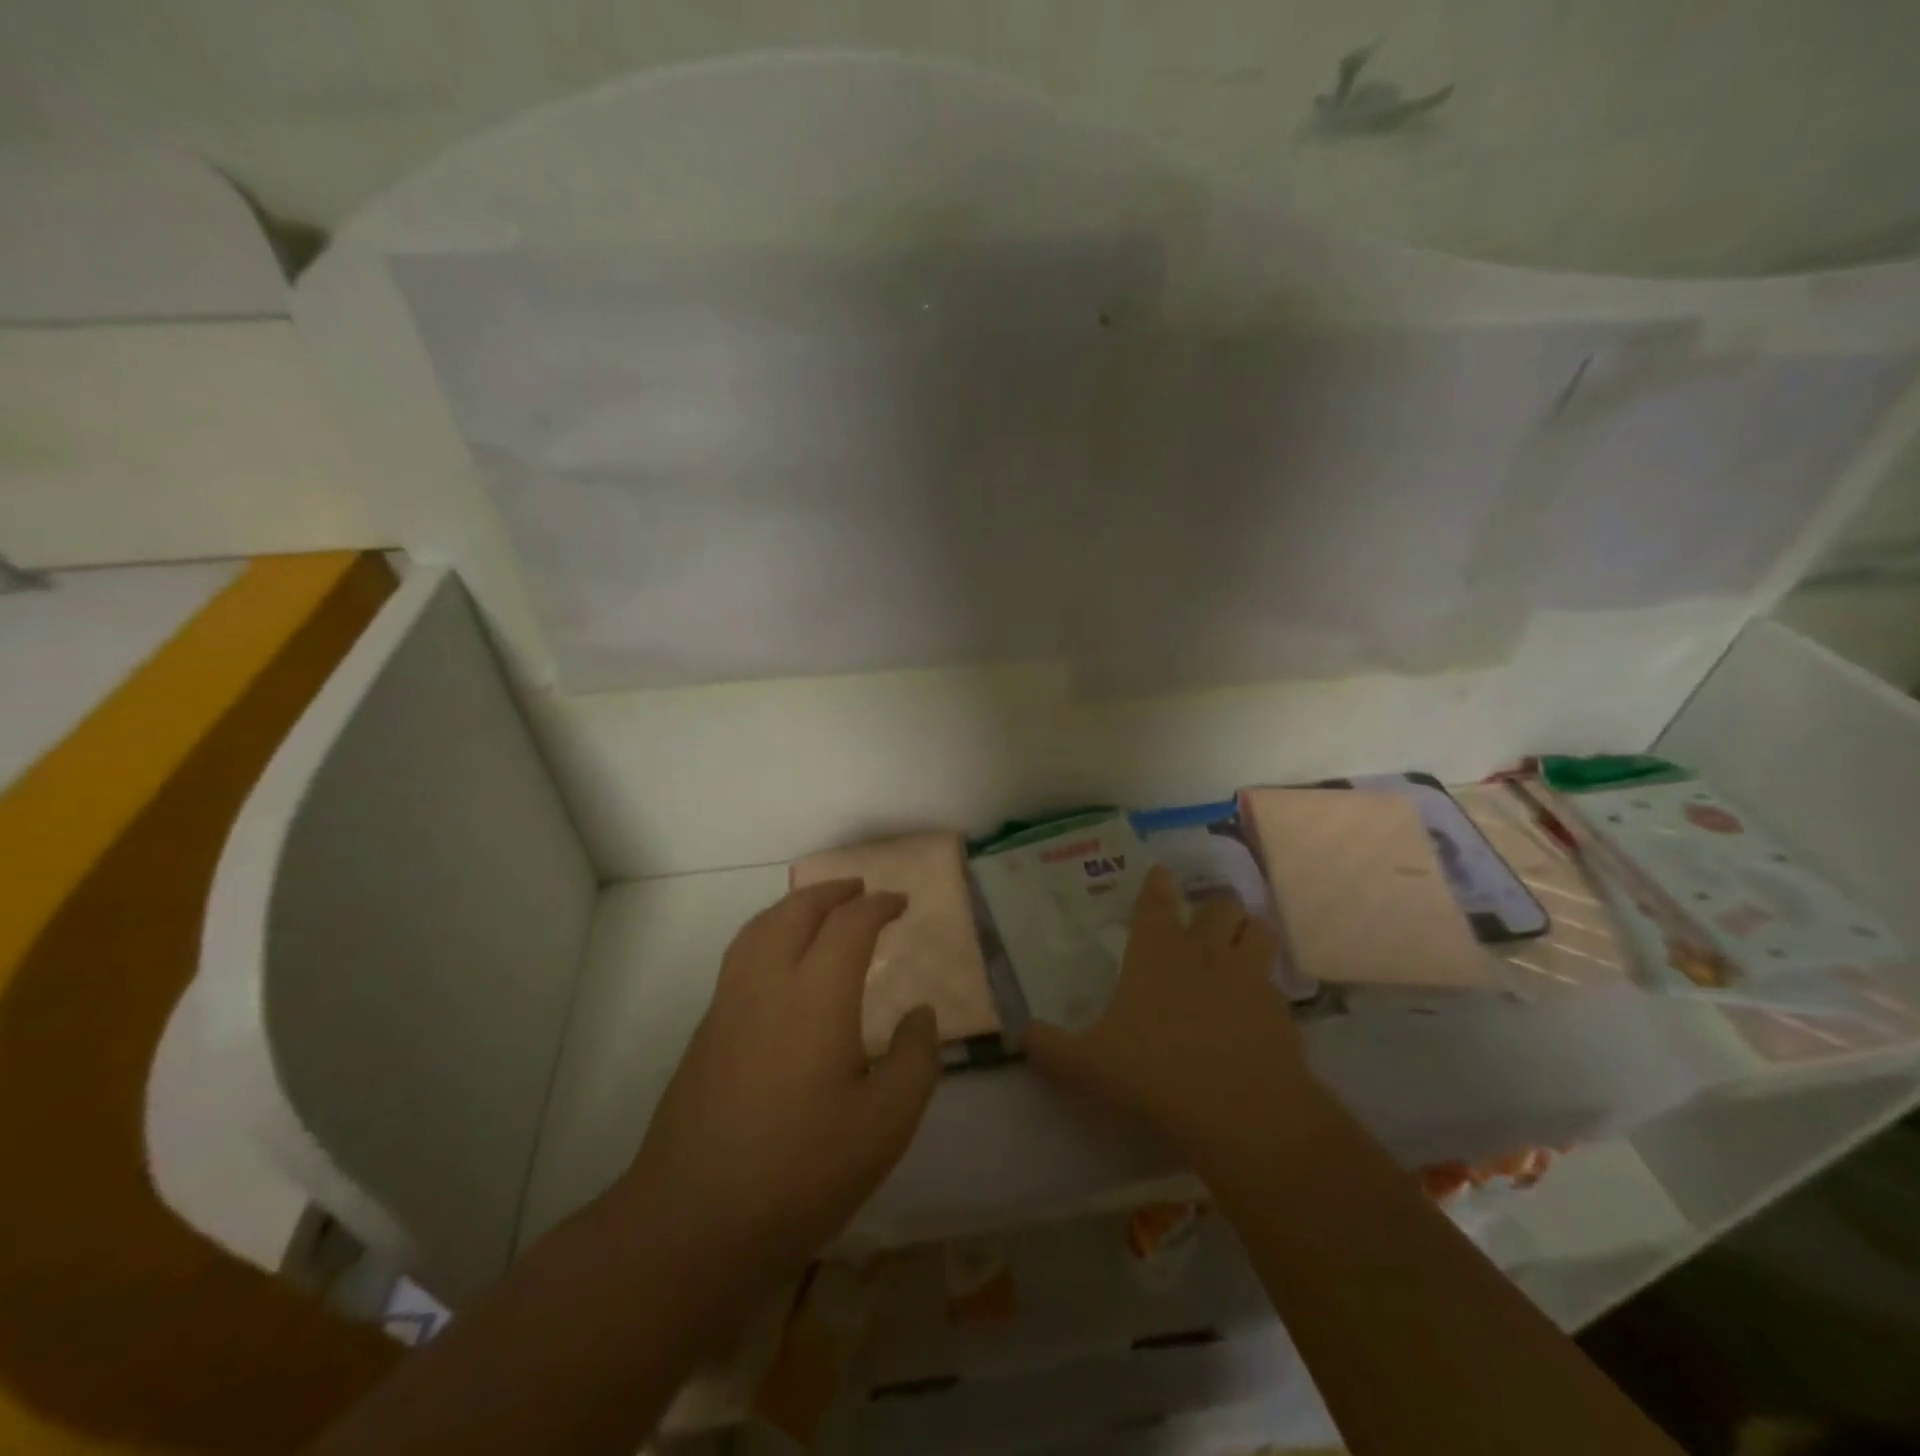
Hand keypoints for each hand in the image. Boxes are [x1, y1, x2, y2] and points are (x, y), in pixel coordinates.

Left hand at [617, 881, 940, 1292]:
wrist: (691, 1225)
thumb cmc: (801, 1172)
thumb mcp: (886, 1125)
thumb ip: (915, 1059)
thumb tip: (919, 1015)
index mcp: (816, 995)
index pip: (849, 925)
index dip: (878, 905)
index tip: (900, 903)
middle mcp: (767, 984)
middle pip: (796, 911)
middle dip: (831, 892)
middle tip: (860, 890)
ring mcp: (728, 1006)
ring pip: (759, 928)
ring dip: (794, 907)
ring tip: (819, 912)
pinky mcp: (705, 1034)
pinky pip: (741, 957)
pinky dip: (768, 936)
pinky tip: (782, 967)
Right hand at [1024, 867, 1308, 1162]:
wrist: (1244, 1115)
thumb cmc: (1156, 1075)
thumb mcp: (1087, 1065)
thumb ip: (1049, 1047)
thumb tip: (1017, 1033)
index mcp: (1157, 954)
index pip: (1157, 902)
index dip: (1157, 884)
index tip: (1160, 873)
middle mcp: (1206, 954)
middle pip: (1219, 906)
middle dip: (1212, 906)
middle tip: (1203, 919)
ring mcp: (1249, 979)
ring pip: (1258, 930)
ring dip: (1248, 932)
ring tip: (1238, 944)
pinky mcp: (1281, 1012)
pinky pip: (1275, 981)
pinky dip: (1266, 984)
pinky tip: (1255, 1006)